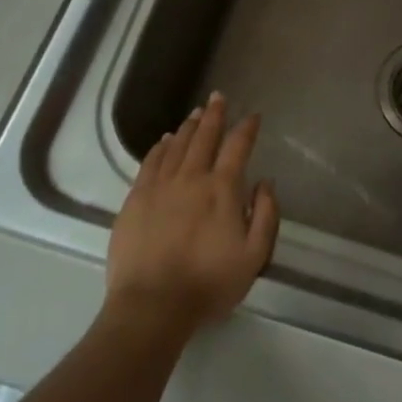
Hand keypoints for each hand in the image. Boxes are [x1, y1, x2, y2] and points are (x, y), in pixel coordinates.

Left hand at [107, 93, 279, 333]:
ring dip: (189, 127)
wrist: (152, 304)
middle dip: (214, 115)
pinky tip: (165, 141)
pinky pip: (150, 163)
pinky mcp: (135, 199)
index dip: (246, 129)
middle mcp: (191, 178)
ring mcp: (159, 186)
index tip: (253, 116)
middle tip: (218, 97)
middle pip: (204, 138)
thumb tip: (264, 182)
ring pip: (176, 146)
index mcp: (222, 189)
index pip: (237, 147)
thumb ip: (265, 215)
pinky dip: (160, 147)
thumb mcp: (254, 256)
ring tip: (196, 114)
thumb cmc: (209, 283)